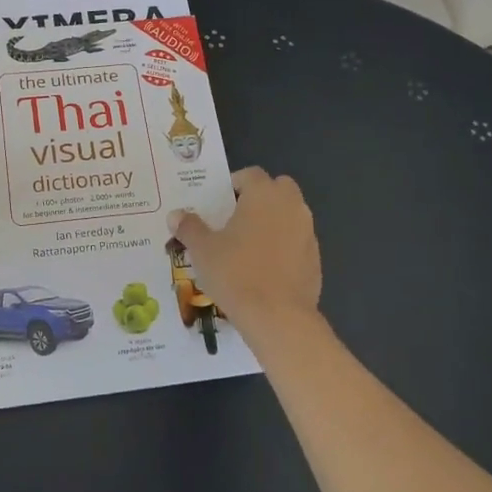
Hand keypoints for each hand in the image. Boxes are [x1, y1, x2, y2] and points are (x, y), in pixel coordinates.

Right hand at [167, 167, 320, 328]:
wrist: (278, 318)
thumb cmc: (235, 273)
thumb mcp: (202, 250)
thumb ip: (189, 227)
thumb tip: (175, 215)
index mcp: (264, 194)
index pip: (251, 174)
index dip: (234, 184)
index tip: (219, 203)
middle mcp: (291, 206)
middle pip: (278, 188)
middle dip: (260, 197)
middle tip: (237, 218)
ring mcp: (308, 232)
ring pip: (290, 214)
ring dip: (274, 221)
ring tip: (249, 245)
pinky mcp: (316, 259)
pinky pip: (297, 241)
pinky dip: (284, 246)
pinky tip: (266, 269)